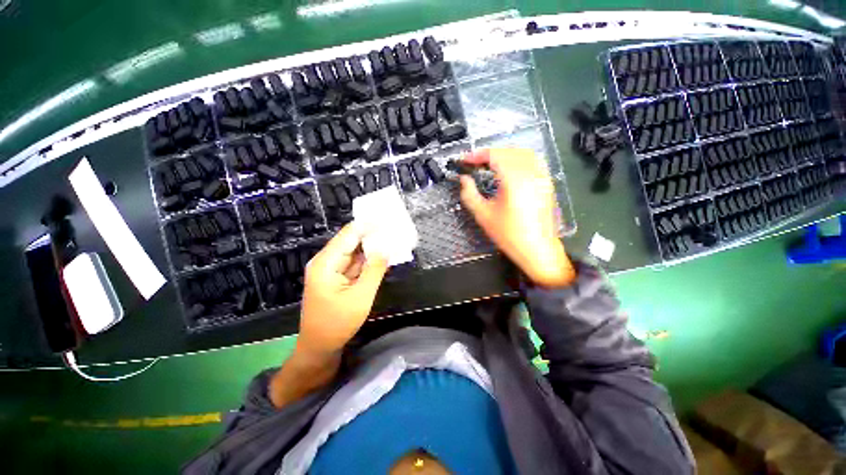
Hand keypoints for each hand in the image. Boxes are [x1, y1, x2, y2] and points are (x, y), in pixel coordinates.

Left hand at [297, 223, 388, 355]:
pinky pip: (355, 264)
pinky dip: (368, 260)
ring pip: (355, 252)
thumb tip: (386, 248)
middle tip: (393, 228)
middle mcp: (327, 261)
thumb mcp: (361, 296)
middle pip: (351, 241)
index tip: (386, 217)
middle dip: (372, 235)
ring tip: (391, 238)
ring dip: (372, 247)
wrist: (320, 347)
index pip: (349, 234)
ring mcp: (332, 269)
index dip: (368, 225)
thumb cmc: (337, 324)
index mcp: (326, 263)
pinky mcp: (337, 277)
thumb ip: (374, 270)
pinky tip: (383, 256)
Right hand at [460, 148, 574, 286]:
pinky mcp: (546, 183)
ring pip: (522, 153)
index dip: (477, 155)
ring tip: (489, 164)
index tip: (465, 161)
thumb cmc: (509, 234)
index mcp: (514, 179)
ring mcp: (541, 177)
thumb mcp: (483, 215)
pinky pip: (532, 161)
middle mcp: (530, 173)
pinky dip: (517, 159)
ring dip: (503, 154)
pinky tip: (509, 170)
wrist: (537, 249)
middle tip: (474, 164)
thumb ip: (469, 194)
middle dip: (489, 154)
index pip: (494, 155)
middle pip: (508, 151)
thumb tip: (464, 179)